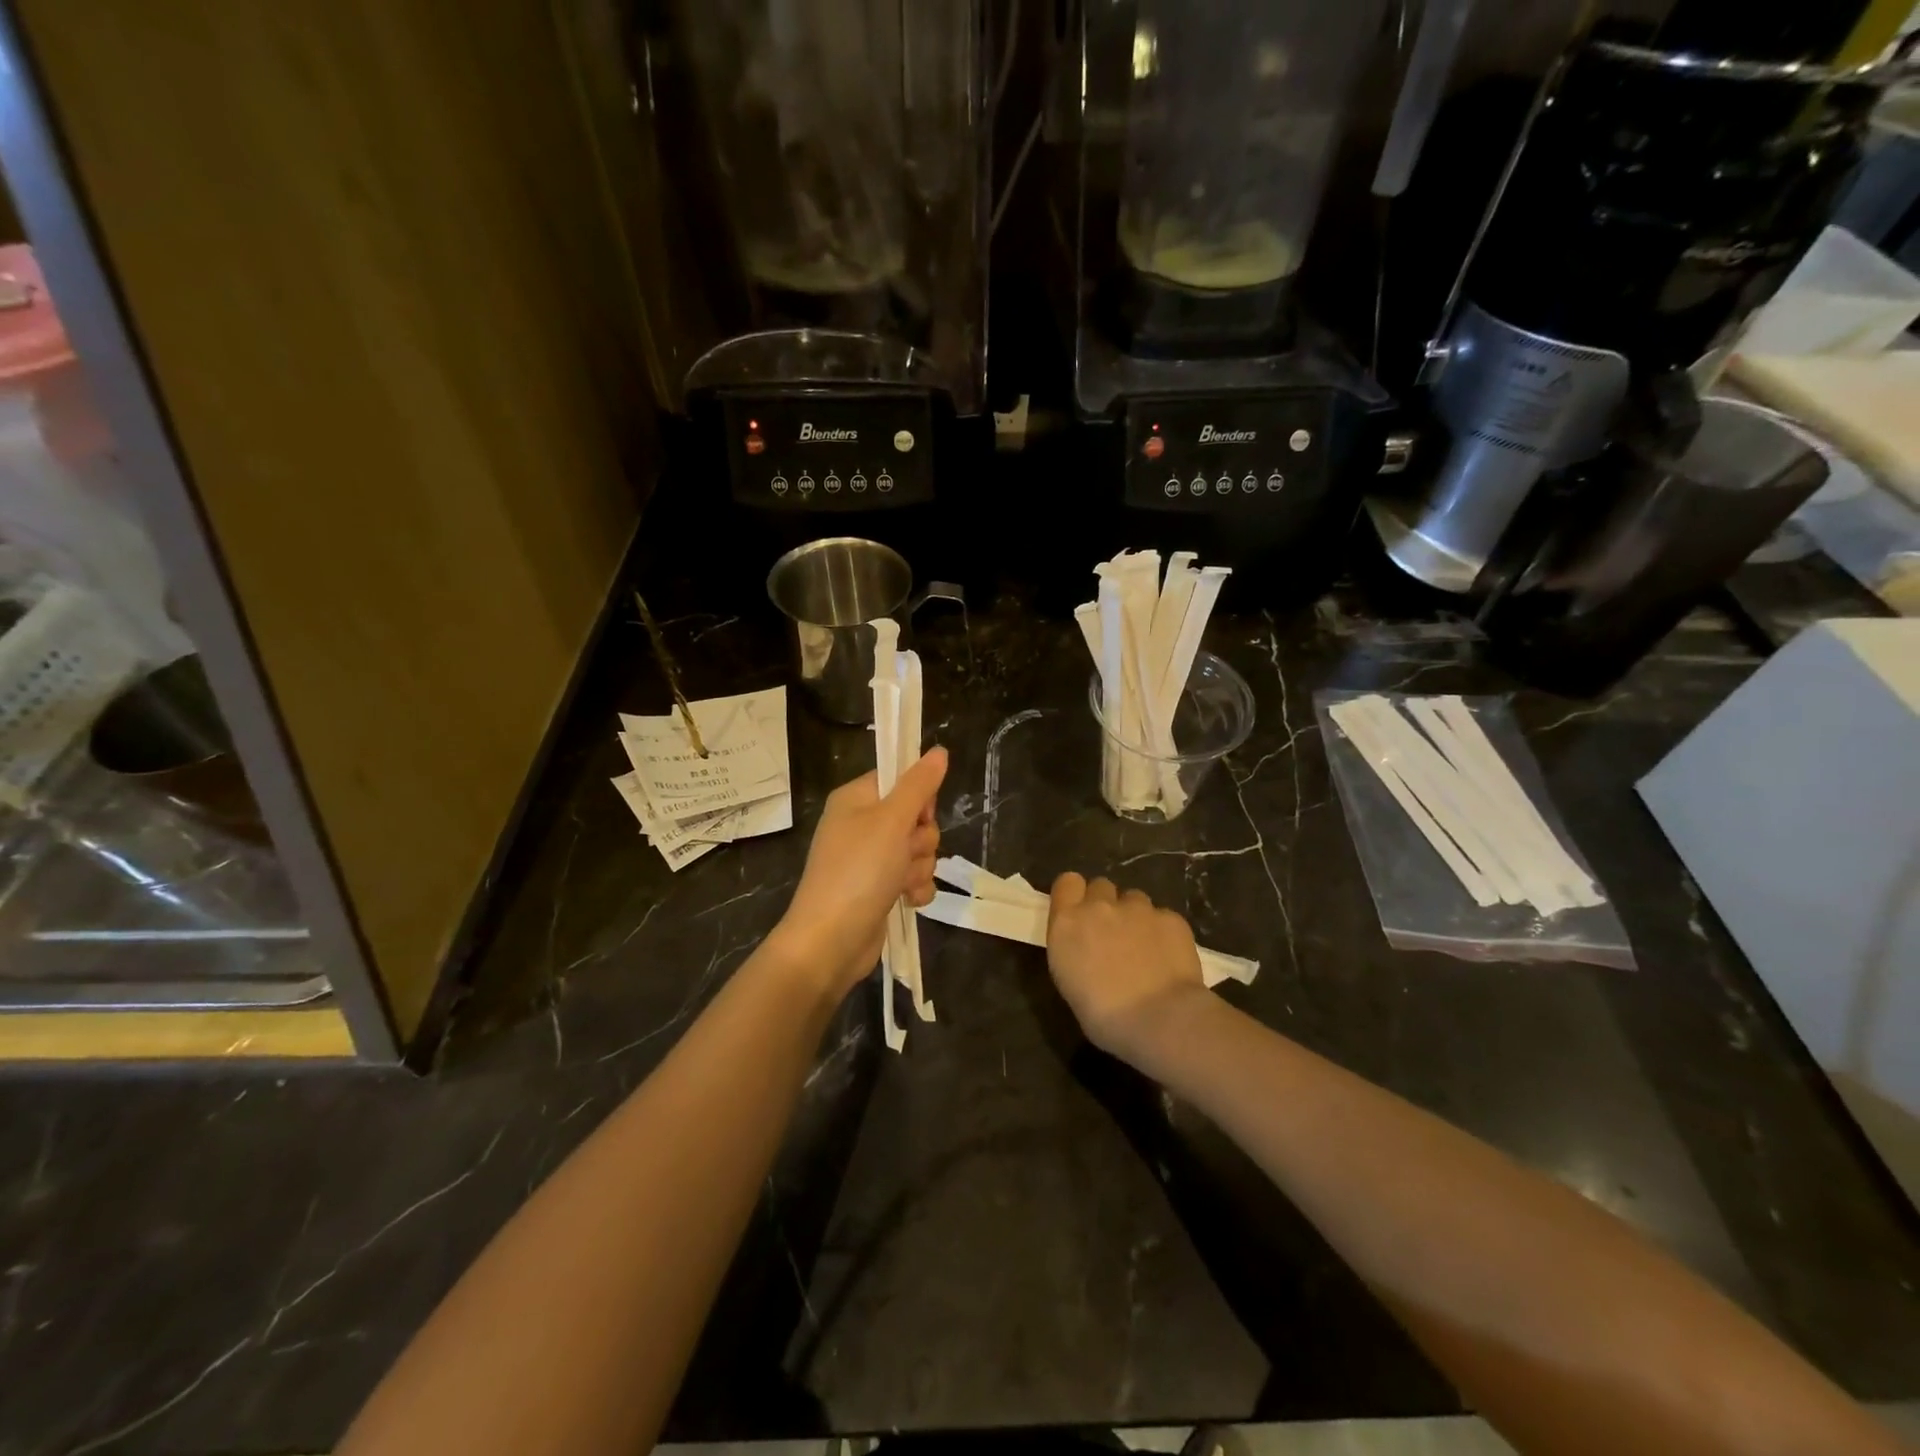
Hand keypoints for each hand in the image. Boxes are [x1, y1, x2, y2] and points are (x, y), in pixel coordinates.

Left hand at [772, 747, 947, 999]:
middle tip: (904, 852)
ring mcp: (870, 860)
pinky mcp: (880, 889)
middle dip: (921, 839)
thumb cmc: (858, 871)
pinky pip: (914, 878)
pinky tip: (906, 900)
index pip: (900, 779)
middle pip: (915, 817)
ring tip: (900, 882)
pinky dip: (915, 889)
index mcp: (856, 800)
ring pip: (918, 850)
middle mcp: (861, 825)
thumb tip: (939, 751)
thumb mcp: (891, 820)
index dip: (918, 797)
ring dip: (918, 867)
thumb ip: (919, 785)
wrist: (831, 941)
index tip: (919, 814)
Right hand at [1046, 874, 1207, 1063]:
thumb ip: (1075, 948)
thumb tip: (1087, 946)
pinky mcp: (1171, 918)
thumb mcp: (1069, 981)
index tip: (1079, 912)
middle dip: (1105, 904)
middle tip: (1112, 935)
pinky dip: (1162, 931)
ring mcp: (1138, 908)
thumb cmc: (1103, 1015)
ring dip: (1135, 916)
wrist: (1159, 1019)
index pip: (1067, 882)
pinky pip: (1162, 916)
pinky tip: (1167, 957)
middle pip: (1101, 886)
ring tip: (1144, 948)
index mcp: (1068, 923)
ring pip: (1134, 899)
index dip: (1075, 894)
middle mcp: (1100, 907)